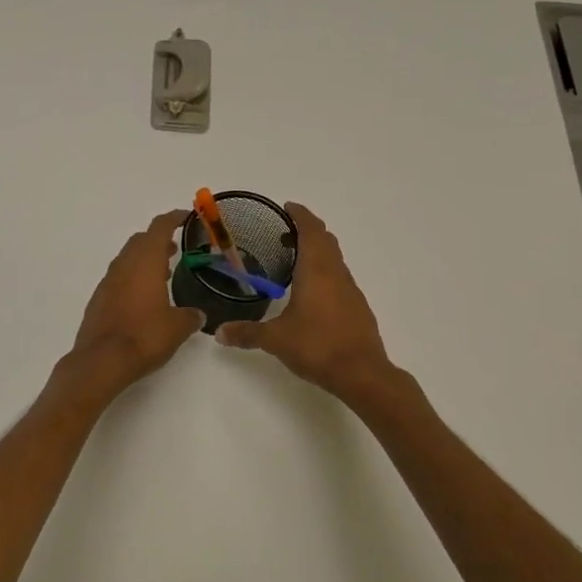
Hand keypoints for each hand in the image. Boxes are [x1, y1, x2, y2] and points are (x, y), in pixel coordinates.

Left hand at [68, 210, 203, 395]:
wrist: (101, 360)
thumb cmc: (144, 336)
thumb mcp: (178, 327)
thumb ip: (191, 316)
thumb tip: (197, 315)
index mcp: (145, 262)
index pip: (159, 228)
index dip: (174, 218)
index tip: (185, 216)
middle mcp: (124, 265)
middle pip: (141, 240)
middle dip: (158, 240)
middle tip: (176, 248)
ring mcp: (108, 281)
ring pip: (128, 259)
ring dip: (145, 259)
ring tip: (164, 272)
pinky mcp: (99, 299)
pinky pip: (119, 278)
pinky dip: (133, 277)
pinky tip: (144, 297)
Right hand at [218, 202, 393, 400]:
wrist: (362, 374)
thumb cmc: (317, 346)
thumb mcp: (276, 340)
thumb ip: (246, 333)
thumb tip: (219, 333)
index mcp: (316, 270)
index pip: (311, 230)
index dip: (299, 215)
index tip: (286, 207)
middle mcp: (336, 273)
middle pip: (325, 240)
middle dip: (307, 229)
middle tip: (283, 231)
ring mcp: (350, 290)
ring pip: (334, 258)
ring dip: (317, 250)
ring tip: (293, 258)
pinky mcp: (357, 307)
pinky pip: (339, 277)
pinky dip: (325, 272)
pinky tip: (311, 291)